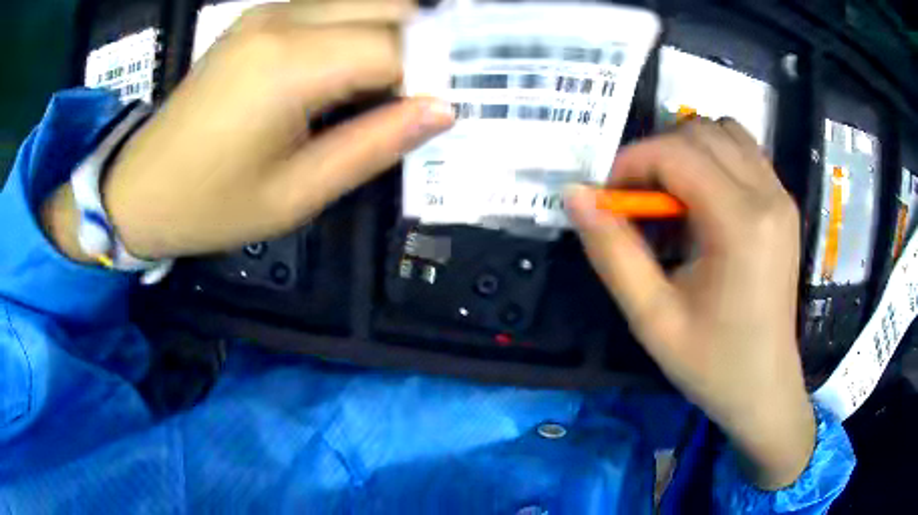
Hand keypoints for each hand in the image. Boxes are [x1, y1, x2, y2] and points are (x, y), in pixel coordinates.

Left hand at [44, 0, 453, 261]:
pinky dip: (361, 31)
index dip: (432, 78)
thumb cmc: (209, 205)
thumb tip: (442, 109)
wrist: (141, 188)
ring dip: (393, 36)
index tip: (443, 111)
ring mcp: (269, 11)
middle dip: (422, 46)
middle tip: (424, 94)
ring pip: (366, 0)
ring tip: (390, 87)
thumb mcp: (296, 194)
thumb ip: (374, 145)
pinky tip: (352, 71)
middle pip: (391, 6)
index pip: (397, 48)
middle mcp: (283, 18)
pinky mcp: (260, 17)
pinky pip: (334, 8)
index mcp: (289, 63)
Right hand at [567, 119, 814, 490]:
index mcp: (741, 223)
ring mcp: (781, 196)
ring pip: (725, 131)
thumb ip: (612, 252)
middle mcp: (768, 195)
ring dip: (687, 150)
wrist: (765, 389)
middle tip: (638, 201)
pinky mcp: (784, 204)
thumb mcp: (652, 319)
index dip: (631, 162)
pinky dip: (714, 158)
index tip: (609, 197)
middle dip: (657, 154)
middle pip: (700, 131)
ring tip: (672, 196)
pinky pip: (744, 151)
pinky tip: (704, 200)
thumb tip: (576, 195)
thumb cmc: (712, 364)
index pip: (676, 152)